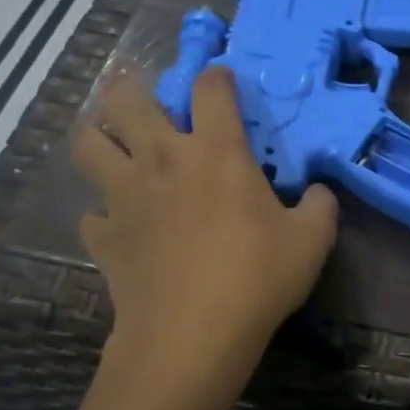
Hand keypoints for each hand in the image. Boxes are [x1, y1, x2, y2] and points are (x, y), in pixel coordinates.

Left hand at [72, 69, 337, 354]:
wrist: (192, 333)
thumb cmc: (257, 277)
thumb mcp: (312, 241)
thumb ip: (321, 206)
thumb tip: (320, 192)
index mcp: (216, 152)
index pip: (211, 90)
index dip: (216, 76)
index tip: (221, 79)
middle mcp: (163, 160)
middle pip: (128, 101)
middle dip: (130, 86)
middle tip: (136, 88)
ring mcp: (125, 196)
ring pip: (88, 145)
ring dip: (96, 135)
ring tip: (109, 141)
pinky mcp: (103, 235)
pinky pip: (90, 213)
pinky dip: (101, 213)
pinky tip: (116, 223)